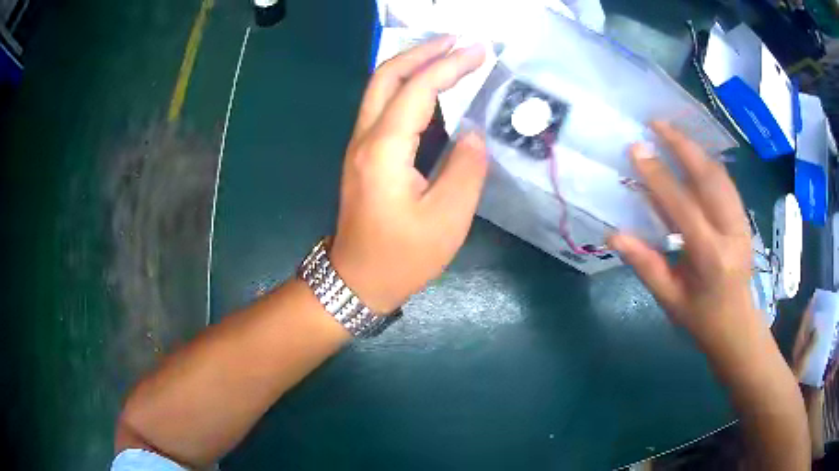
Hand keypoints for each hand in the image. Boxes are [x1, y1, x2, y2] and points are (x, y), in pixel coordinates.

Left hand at [329, 37, 487, 313]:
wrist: (357, 280)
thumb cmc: (402, 256)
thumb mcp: (447, 219)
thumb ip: (466, 169)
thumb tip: (472, 133)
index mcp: (384, 150)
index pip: (417, 89)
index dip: (449, 65)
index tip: (479, 51)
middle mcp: (365, 138)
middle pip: (387, 75)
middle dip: (423, 51)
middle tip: (458, 40)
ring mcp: (359, 144)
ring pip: (381, 87)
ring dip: (413, 64)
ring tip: (448, 54)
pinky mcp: (363, 154)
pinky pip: (383, 106)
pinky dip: (407, 86)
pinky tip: (430, 87)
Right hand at [608, 122, 755, 353]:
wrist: (737, 325)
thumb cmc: (701, 317)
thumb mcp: (669, 298)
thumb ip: (645, 264)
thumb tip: (614, 234)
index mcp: (711, 257)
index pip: (684, 207)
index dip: (659, 176)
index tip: (637, 150)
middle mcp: (731, 232)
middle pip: (709, 178)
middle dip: (683, 146)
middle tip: (657, 124)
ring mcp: (741, 223)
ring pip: (720, 175)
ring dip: (695, 149)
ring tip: (672, 132)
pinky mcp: (744, 219)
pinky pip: (725, 183)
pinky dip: (707, 163)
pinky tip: (693, 155)